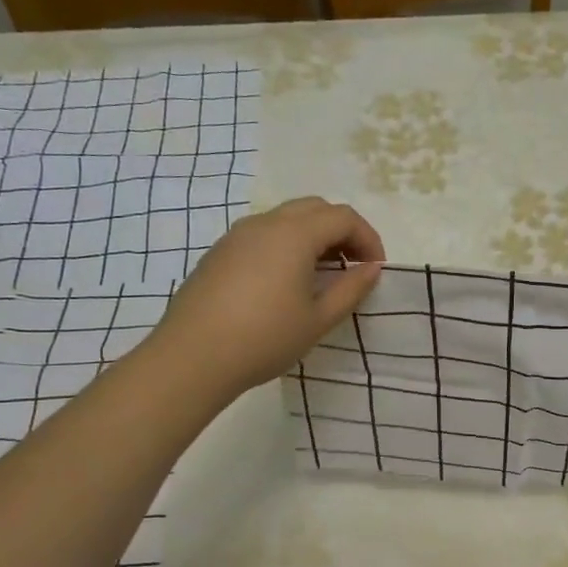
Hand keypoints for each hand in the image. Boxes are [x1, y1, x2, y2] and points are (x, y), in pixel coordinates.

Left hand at [155, 197, 384, 394]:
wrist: (191, 358)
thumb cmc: (264, 339)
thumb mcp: (318, 319)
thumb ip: (351, 289)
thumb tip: (371, 269)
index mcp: (294, 234)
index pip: (343, 217)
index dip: (368, 238)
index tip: (376, 269)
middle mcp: (266, 223)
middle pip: (315, 208)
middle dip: (342, 231)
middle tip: (353, 266)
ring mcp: (237, 235)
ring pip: (287, 218)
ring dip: (314, 236)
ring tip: (323, 275)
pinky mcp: (220, 252)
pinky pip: (264, 234)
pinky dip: (287, 245)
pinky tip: (286, 282)